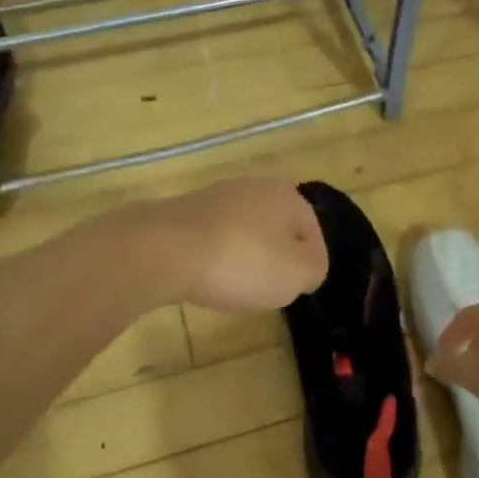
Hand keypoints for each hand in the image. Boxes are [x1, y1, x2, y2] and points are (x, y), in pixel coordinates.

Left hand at [147, 178, 327, 311]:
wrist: (164, 250)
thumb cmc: (242, 261)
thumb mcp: (297, 274)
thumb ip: (314, 268)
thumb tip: (307, 265)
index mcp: (288, 196)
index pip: (313, 234)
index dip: (309, 266)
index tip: (295, 290)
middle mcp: (254, 187)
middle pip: (277, 231)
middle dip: (275, 260)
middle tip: (268, 290)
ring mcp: (216, 197)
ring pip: (245, 235)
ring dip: (244, 260)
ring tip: (235, 287)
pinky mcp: (185, 212)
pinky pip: (214, 240)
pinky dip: (215, 259)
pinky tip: (207, 277)